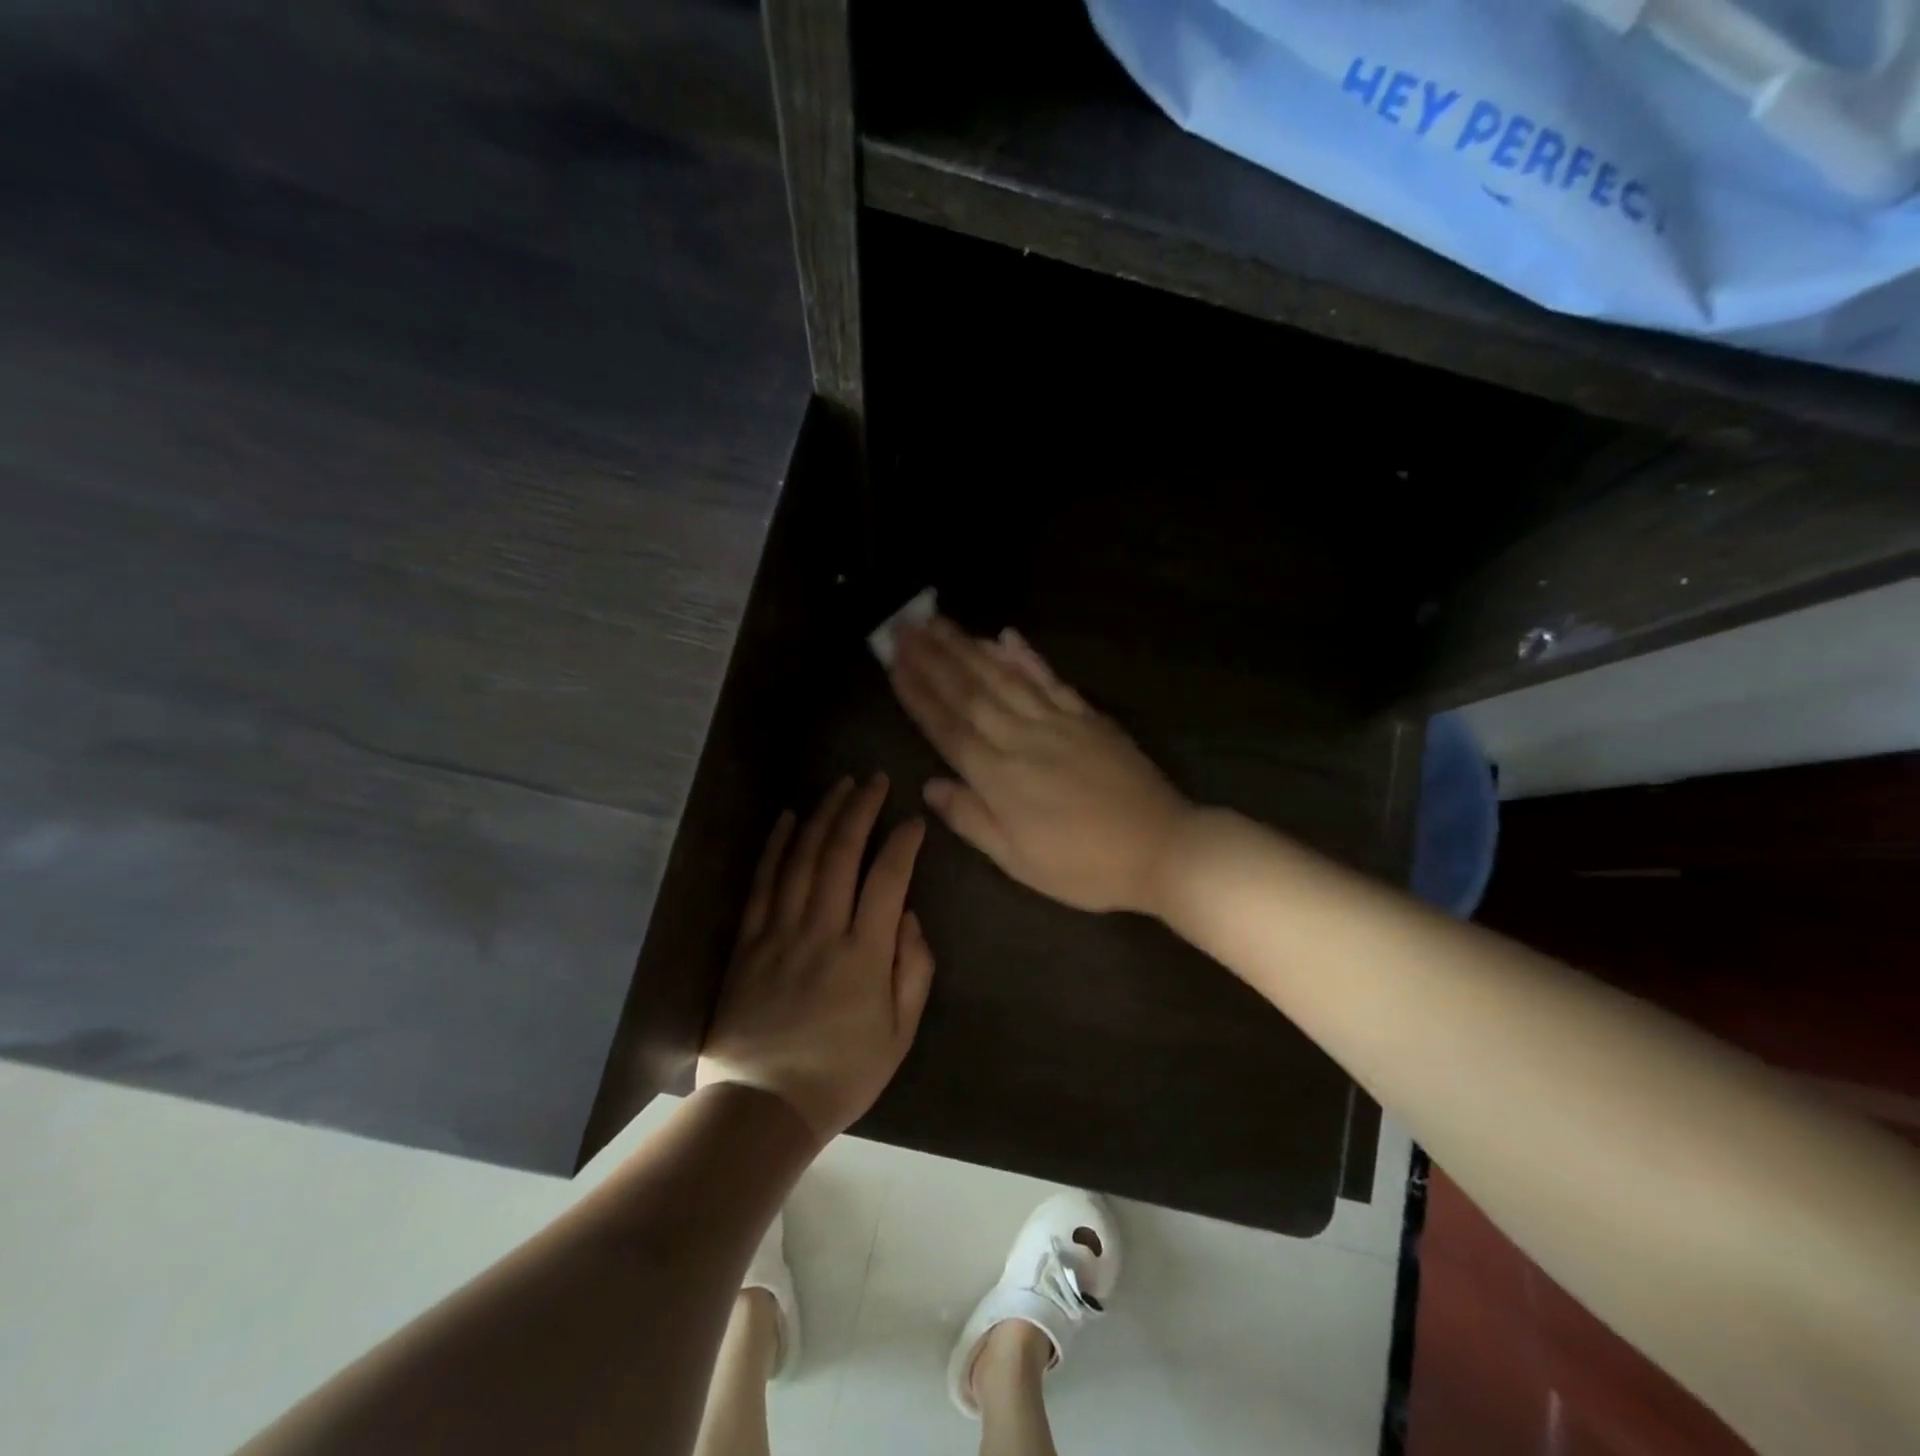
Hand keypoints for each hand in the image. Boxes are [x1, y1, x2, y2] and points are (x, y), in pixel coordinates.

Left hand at [696, 775, 934, 1143]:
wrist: (763, 1105)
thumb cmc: (841, 1073)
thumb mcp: (899, 1034)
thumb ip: (913, 970)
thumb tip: (909, 916)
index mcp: (864, 954)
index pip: (887, 879)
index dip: (902, 843)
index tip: (913, 820)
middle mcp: (821, 931)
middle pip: (841, 854)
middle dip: (861, 810)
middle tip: (874, 779)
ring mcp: (779, 932)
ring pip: (803, 859)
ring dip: (823, 816)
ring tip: (840, 786)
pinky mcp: (747, 941)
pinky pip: (762, 883)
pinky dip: (776, 846)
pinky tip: (789, 819)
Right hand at [890, 617, 1193, 914]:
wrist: (1162, 848)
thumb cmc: (1083, 866)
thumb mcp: (1018, 860)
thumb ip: (971, 818)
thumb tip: (929, 785)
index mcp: (999, 776)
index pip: (947, 726)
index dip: (917, 693)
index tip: (893, 662)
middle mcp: (1021, 738)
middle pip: (969, 691)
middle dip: (932, 657)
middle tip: (903, 625)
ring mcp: (1057, 721)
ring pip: (1003, 676)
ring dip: (967, 646)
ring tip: (939, 622)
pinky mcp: (1087, 716)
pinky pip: (1049, 678)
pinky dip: (1025, 655)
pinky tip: (1005, 635)